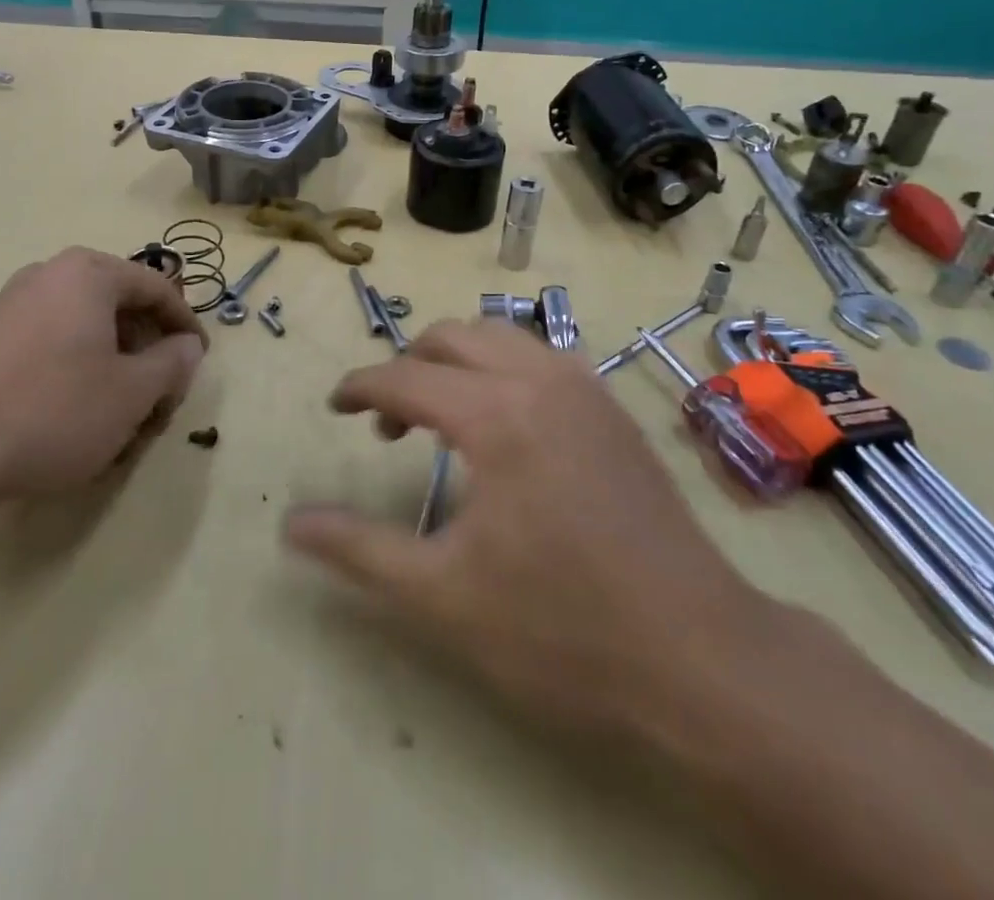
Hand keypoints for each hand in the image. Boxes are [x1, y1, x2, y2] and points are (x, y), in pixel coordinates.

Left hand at [0, 247, 206, 513]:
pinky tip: (74, 417)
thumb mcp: (132, 392)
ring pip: (85, 329)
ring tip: (120, 415)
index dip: (186, 325)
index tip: (198, 362)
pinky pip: (51, 344)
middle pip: (119, 306)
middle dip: (147, 352)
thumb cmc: (53, 410)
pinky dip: (76, 372)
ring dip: (113, 367)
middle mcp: (48, 275)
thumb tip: (186, 346)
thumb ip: (172, 363)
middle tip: (159, 397)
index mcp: (88, 273)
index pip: (157, 288)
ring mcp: (11, 305)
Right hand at [284, 319, 782, 749]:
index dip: (360, 387)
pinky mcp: (613, 409)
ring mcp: (586, 388)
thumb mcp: (443, 595)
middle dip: (408, 365)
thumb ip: (359, 549)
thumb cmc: (562, 629)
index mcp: (495, 414)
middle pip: (452, 336)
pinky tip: (503, 425)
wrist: (702, 659)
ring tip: (440, 417)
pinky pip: (541, 356)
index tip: (334, 407)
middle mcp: (540, 379)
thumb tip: (291, 523)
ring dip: (457, 360)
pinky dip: (502, 368)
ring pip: (501, 336)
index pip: (405, 376)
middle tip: (386, 423)